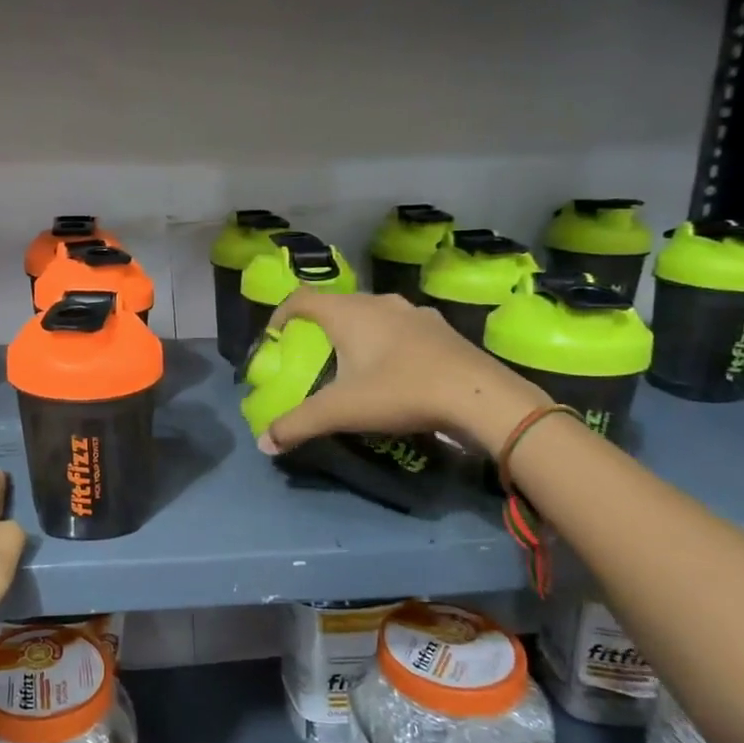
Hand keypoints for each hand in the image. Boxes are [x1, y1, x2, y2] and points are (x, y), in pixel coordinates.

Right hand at [258, 291, 548, 453]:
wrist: (479, 395)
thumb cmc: (399, 391)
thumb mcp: (341, 411)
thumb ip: (298, 424)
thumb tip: (264, 443)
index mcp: (348, 313)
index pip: (302, 299)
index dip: (281, 314)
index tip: (274, 337)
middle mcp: (379, 303)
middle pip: (337, 305)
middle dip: (318, 326)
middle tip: (310, 353)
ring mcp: (413, 312)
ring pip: (371, 314)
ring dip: (355, 332)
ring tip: (351, 361)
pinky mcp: (440, 328)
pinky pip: (400, 328)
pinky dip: (386, 342)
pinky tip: (394, 369)